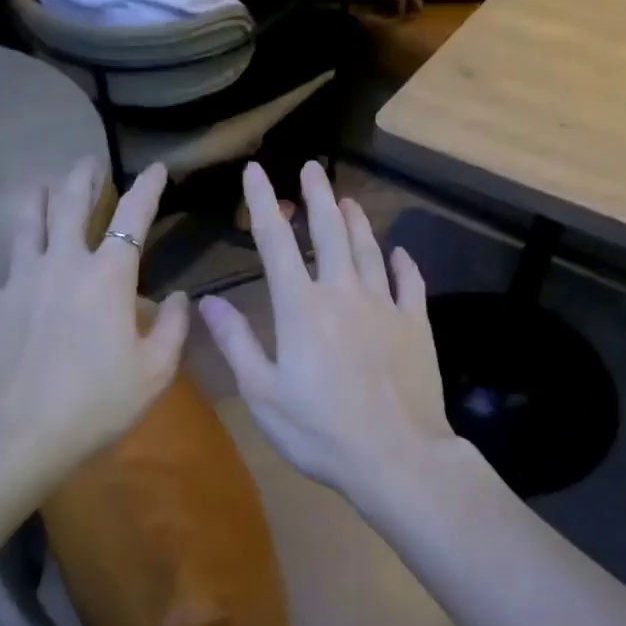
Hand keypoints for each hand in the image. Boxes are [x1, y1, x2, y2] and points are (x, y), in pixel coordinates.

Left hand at [0, 159, 187, 468]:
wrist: (17, 433)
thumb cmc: (97, 402)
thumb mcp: (155, 371)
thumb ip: (172, 327)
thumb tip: (177, 297)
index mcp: (109, 276)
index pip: (133, 217)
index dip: (148, 188)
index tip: (157, 168)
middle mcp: (62, 263)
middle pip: (71, 206)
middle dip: (83, 179)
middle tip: (88, 162)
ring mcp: (18, 280)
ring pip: (25, 225)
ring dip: (34, 201)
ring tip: (39, 185)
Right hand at [199, 161, 454, 506]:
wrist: (397, 457)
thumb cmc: (320, 431)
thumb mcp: (262, 393)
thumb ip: (236, 342)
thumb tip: (209, 299)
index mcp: (300, 307)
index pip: (276, 242)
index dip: (264, 203)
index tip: (256, 171)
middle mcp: (343, 293)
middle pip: (330, 233)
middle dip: (317, 197)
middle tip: (312, 168)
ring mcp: (385, 306)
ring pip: (370, 250)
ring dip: (356, 222)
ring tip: (347, 199)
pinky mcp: (416, 325)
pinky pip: (411, 283)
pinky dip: (404, 263)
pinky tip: (400, 252)